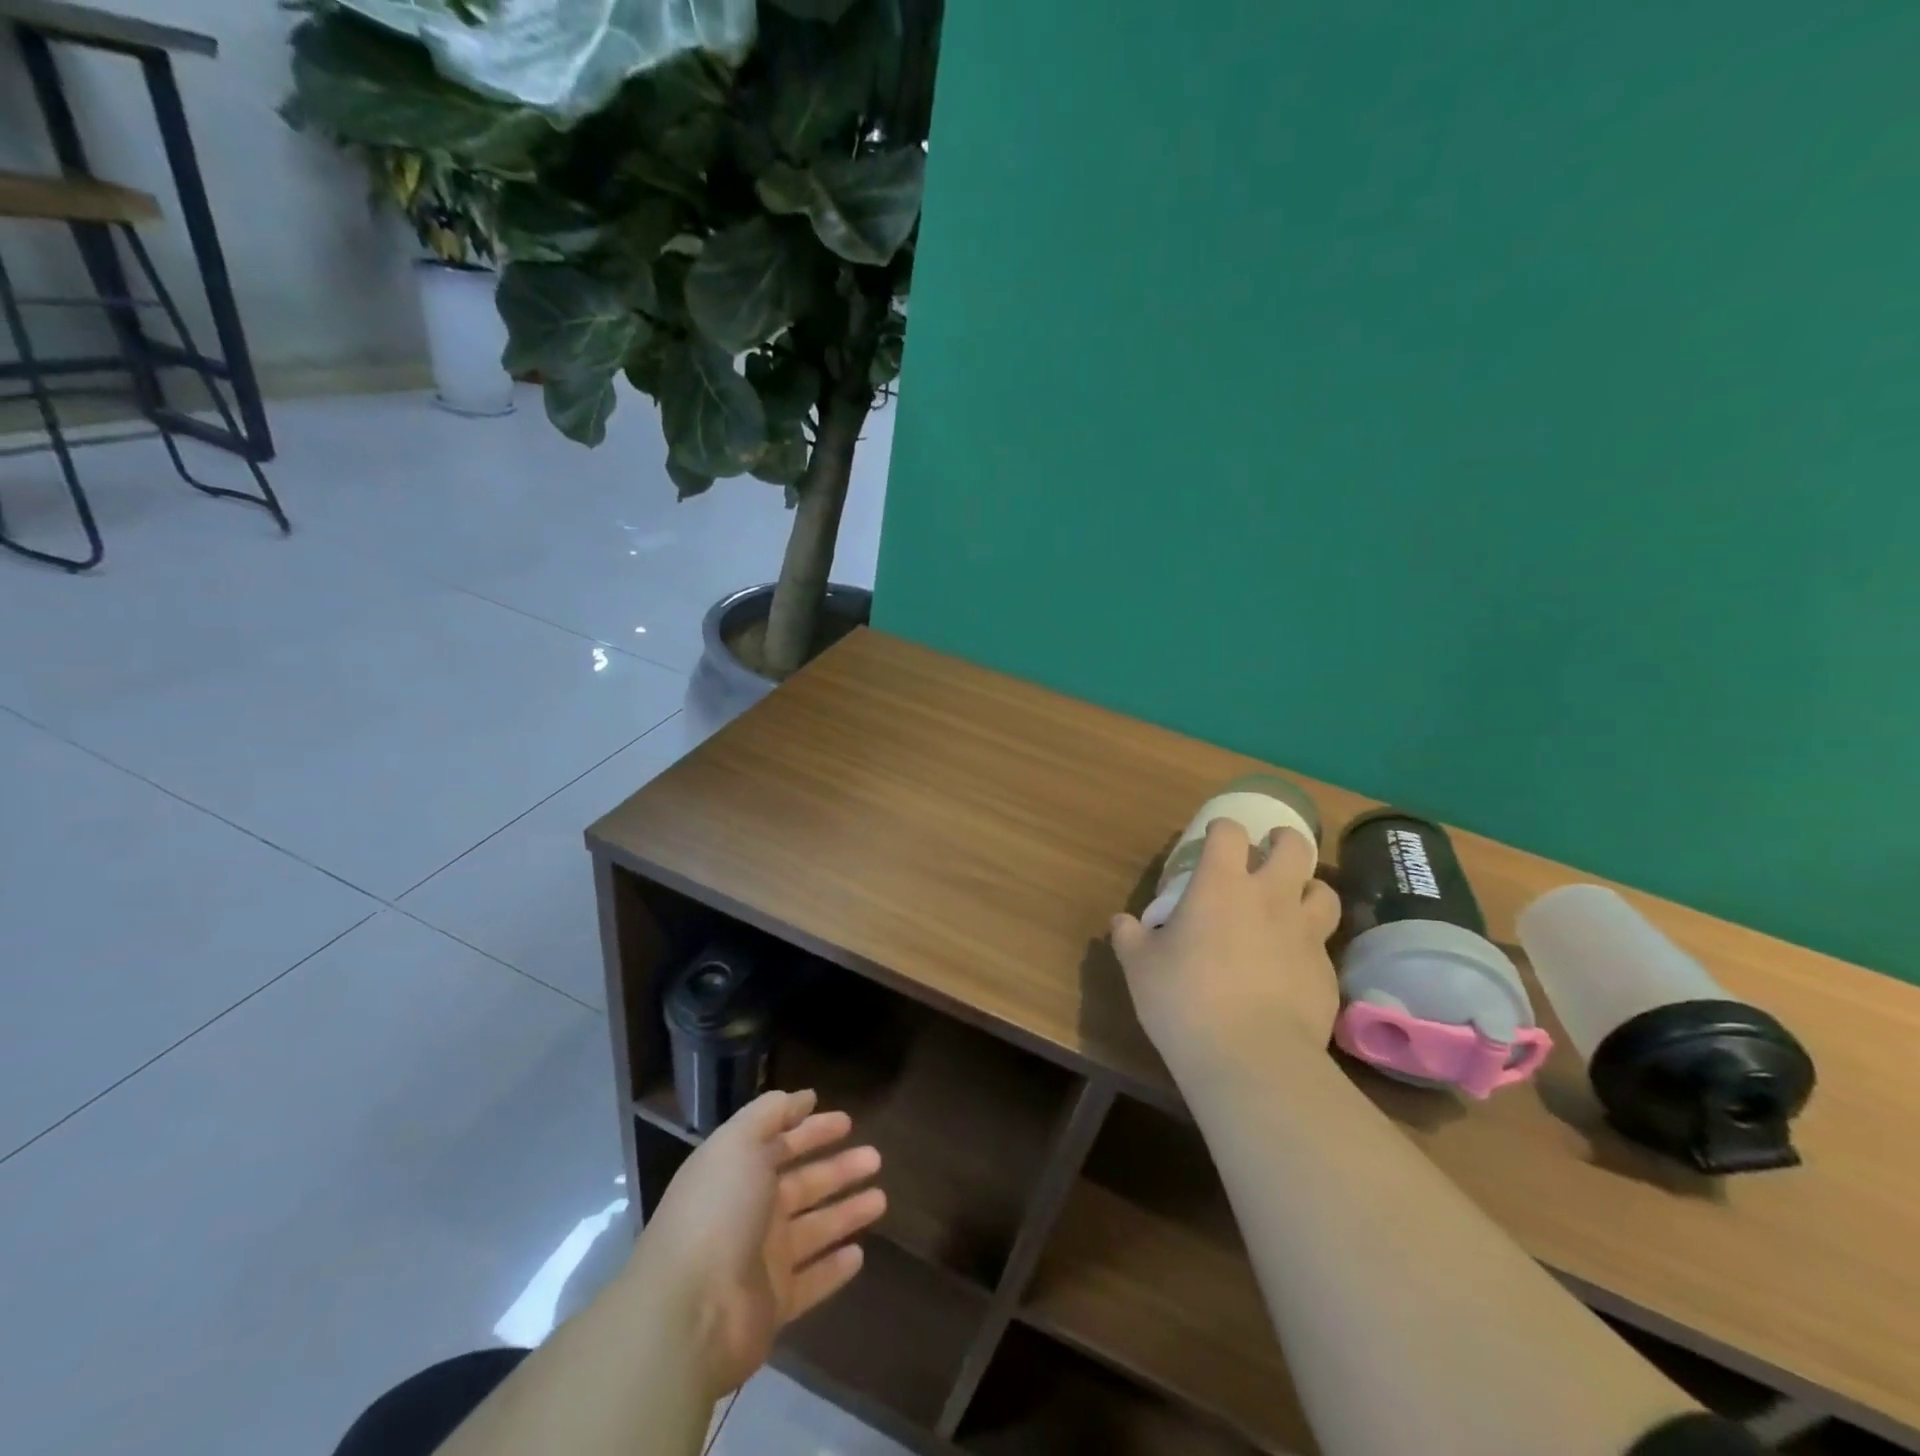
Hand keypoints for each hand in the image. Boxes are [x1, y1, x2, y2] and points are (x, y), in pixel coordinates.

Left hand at [634, 1089, 884, 1398]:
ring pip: (814, 1229)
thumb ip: (769, 1114)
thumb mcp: (738, 1143)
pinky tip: (860, 1254)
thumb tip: (803, 1098)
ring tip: (882, 1199)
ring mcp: (761, 1261)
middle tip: (875, 1157)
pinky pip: (812, 1281)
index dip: (811, 1130)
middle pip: (803, 1184)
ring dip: (846, 1213)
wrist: (688, 1313)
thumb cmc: (717, 1213)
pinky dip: (834, 1268)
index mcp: (736, 1172)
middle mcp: (749, 1213)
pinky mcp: (774, 1306)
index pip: (780, 1144)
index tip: (847, 1121)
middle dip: (839, 1169)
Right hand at [1110, 819, 1341, 1076]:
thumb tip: (1121, 922)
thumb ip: (1130, 937)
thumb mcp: (1141, 968)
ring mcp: (1305, 934)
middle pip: (1295, 846)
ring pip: (1323, 891)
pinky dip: (1309, 944)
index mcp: (1221, 886)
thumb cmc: (1185, 1000)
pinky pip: (1323, 944)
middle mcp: (1270, 898)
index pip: (1229, 833)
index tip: (1212, 840)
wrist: (1252, 1059)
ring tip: (1292, 902)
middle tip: (1268, 852)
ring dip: (1307, 889)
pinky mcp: (1326, 973)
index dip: (1221, 829)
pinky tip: (1291, 965)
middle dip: (1282, 841)